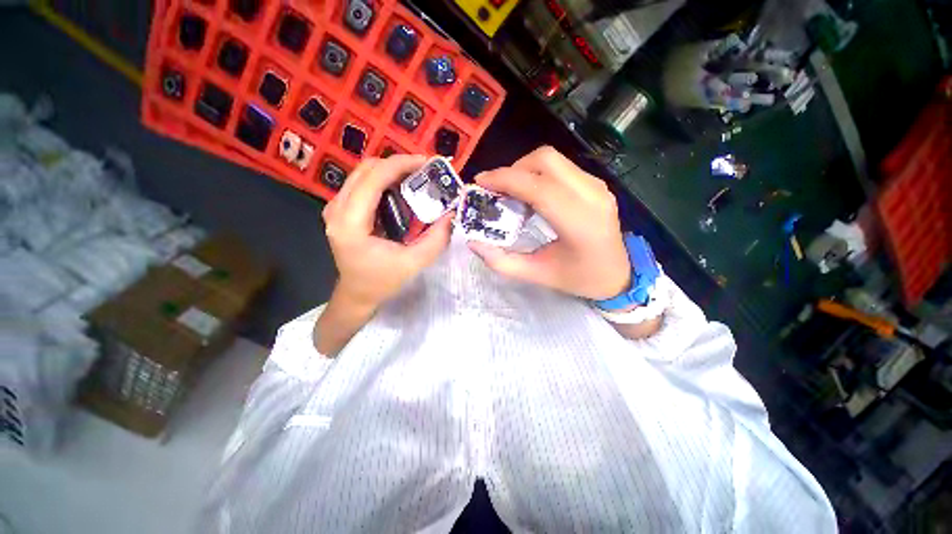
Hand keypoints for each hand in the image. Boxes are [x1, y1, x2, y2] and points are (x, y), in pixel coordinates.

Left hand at [323, 155, 452, 311]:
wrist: (356, 293)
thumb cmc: (382, 281)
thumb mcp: (414, 263)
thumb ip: (436, 239)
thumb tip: (452, 214)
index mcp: (351, 223)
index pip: (373, 179)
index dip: (400, 164)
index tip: (426, 162)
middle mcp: (336, 209)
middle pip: (366, 169)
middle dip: (398, 163)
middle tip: (425, 170)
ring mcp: (335, 207)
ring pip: (363, 173)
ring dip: (391, 170)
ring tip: (416, 176)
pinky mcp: (340, 209)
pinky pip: (362, 183)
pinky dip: (383, 180)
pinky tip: (401, 188)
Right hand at [469, 146, 629, 300]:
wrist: (619, 275)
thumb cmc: (579, 279)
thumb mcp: (538, 275)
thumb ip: (502, 262)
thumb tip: (473, 243)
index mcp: (580, 223)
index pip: (539, 187)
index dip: (506, 179)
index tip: (480, 182)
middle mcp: (592, 196)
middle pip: (546, 160)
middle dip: (513, 169)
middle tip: (497, 190)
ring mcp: (598, 186)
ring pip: (554, 159)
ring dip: (525, 170)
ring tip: (512, 193)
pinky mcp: (596, 184)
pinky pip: (562, 167)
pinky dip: (539, 174)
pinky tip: (532, 195)